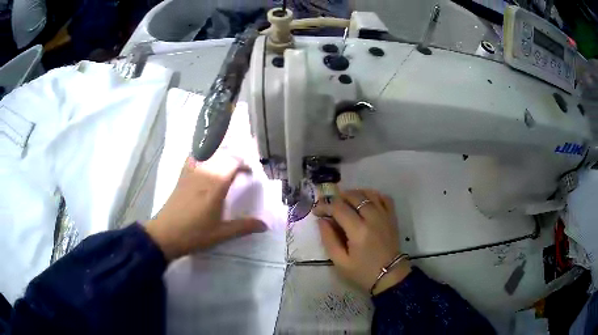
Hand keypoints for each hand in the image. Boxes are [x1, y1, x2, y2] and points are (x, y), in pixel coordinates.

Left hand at [145, 155, 266, 260]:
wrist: (165, 235)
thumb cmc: (194, 235)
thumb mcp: (221, 234)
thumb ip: (243, 227)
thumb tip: (265, 225)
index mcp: (215, 187)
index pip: (232, 163)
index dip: (244, 164)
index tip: (250, 174)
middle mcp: (203, 175)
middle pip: (221, 155)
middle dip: (234, 157)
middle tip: (241, 168)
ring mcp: (190, 175)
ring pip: (207, 154)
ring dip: (219, 154)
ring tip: (226, 163)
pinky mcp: (181, 177)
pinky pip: (192, 158)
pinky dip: (201, 154)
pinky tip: (204, 160)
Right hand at [313, 189, 410, 294]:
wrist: (390, 275)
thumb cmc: (363, 271)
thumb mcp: (340, 262)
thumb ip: (329, 239)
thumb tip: (322, 220)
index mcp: (358, 231)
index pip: (338, 208)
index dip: (325, 206)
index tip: (317, 211)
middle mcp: (372, 218)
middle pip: (353, 196)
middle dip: (338, 198)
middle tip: (329, 207)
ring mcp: (384, 215)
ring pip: (368, 193)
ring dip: (354, 194)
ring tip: (345, 202)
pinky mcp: (392, 217)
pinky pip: (384, 197)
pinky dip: (373, 195)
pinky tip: (365, 201)